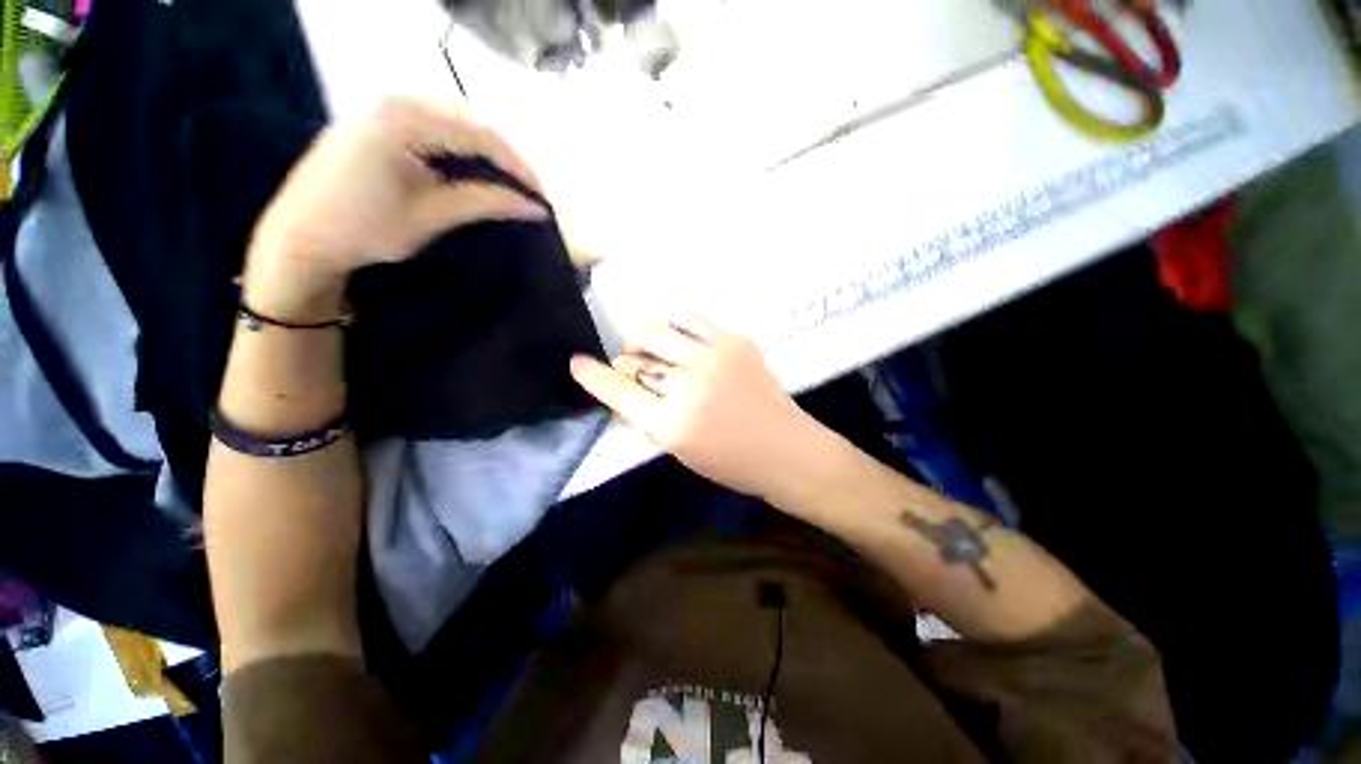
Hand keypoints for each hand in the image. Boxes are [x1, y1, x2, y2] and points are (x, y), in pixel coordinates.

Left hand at [242, 96, 548, 320]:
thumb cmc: (363, 230)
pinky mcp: (381, 119)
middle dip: (507, 160)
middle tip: (527, 194)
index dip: (520, 168)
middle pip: (473, 123)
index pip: (483, 136)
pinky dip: (463, 150)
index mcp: (405, 118)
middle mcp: (397, 99)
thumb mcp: (432, 216)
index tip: (544, 199)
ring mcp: (386, 106)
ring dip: (487, 154)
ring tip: (507, 186)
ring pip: (458, 123)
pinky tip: (474, 173)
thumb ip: (486, 203)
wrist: (300, 236)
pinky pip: (437, 126)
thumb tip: (537, 208)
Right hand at [569, 317, 825, 498]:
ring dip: (648, 339)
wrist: (787, 449)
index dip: (593, 375)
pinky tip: (682, 341)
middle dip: (627, 358)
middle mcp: (691, 385)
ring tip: (657, 350)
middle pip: (637, 354)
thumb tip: (624, 384)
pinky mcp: (737, 340)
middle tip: (634, 364)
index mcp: (673, 424)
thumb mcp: (679, 449)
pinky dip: (677, 328)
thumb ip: (648, 415)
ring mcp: (716, 357)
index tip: (577, 362)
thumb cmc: (730, 461)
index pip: (619, 391)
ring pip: (660, 329)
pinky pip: (692, 318)